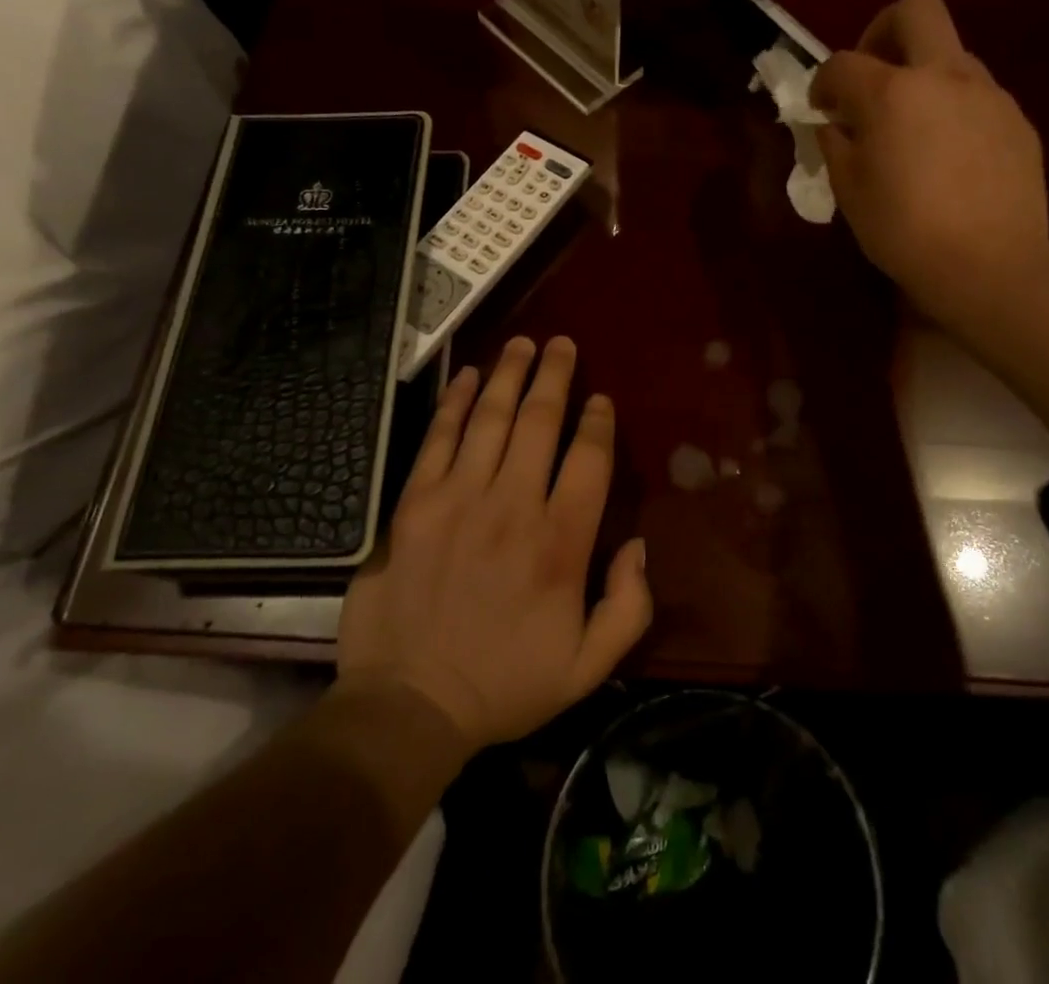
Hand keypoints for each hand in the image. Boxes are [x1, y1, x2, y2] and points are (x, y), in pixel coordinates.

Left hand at [338, 336, 651, 750]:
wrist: (410, 704)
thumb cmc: (504, 684)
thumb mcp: (588, 667)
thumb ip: (629, 605)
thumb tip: (638, 545)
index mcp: (560, 544)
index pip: (588, 461)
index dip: (597, 423)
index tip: (600, 399)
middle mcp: (513, 506)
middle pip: (540, 423)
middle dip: (555, 376)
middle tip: (562, 344)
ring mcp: (459, 499)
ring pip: (491, 419)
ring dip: (510, 375)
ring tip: (523, 344)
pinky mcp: (415, 503)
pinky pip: (439, 438)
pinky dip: (455, 402)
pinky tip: (468, 376)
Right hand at [811, 0, 1048, 324]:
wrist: (989, 264)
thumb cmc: (902, 230)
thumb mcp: (848, 190)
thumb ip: (835, 144)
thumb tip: (833, 124)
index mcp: (892, 92)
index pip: (843, 62)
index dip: (823, 81)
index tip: (820, 107)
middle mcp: (943, 76)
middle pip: (916, 9)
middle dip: (882, 30)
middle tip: (871, 76)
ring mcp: (988, 94)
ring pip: (951, 54)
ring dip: (923, 75)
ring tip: (912, 127)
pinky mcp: (1017, 120)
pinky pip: (977, 95)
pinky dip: (953, 108)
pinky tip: (949, 155)